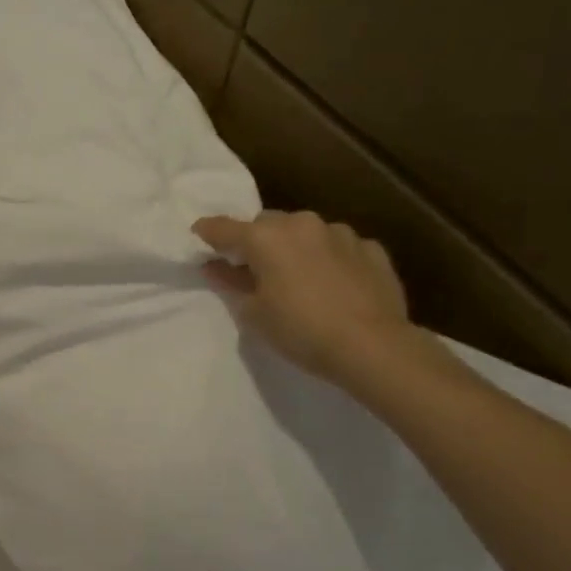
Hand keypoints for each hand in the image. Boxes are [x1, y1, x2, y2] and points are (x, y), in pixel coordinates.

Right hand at [194, 210, 414, 385]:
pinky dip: (329, 258)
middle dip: (257, 241)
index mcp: (266, 238)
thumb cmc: (300, 330)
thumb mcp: (254, 313)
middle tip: (253, 268)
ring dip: (296, 247)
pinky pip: (339, 247)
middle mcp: (302, 224)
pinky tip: (333, 284)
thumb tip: (215, 267)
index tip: (198, 236)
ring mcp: (341, 234)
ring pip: (306, 232)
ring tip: (298, 277)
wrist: (373, 346)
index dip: (207, 232)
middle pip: (268, 224)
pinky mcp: (371, 249)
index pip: (224, 228)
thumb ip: (231, 283)